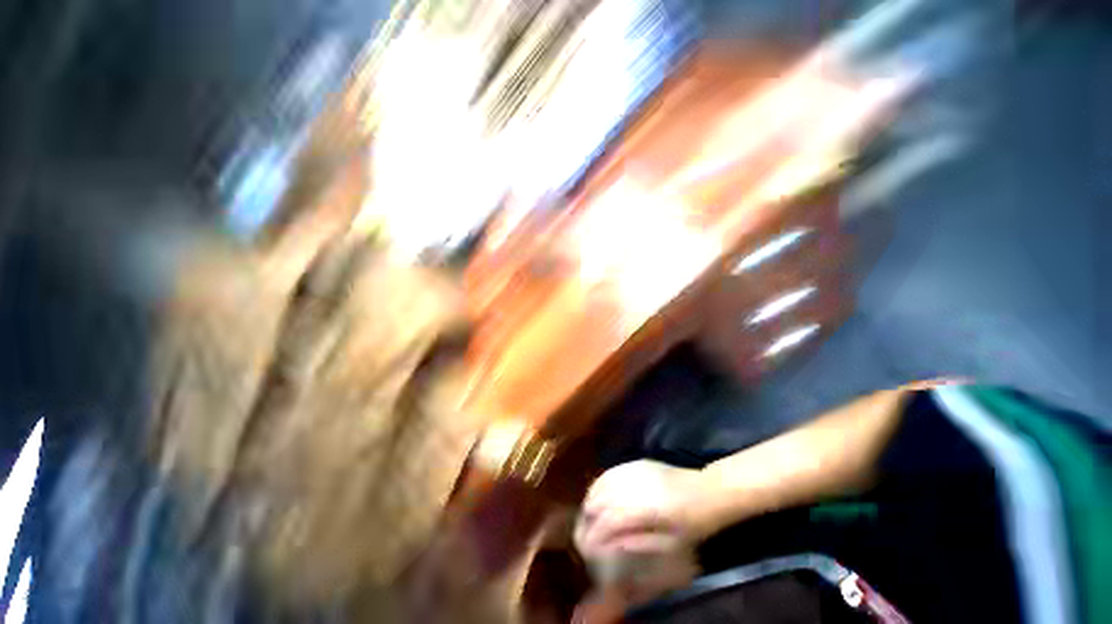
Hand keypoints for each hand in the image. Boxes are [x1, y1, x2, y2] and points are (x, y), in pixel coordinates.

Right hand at [574, 460, 707, 607]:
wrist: (707, 491)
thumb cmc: (693, 525)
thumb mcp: (672, 546)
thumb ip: (639, 545)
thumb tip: (611, 549)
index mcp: (648, 509)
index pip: (610, 521)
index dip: (594, 536)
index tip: (586, 551)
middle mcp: (636, 486)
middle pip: (601, 500)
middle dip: (587, 521)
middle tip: (583, 538)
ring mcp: (635, 470)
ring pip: (601, 484)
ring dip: (589, 503)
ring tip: (586, 520)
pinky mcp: (635, 462)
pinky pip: (609, 473)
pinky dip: (598, 486)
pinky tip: (595, 496)